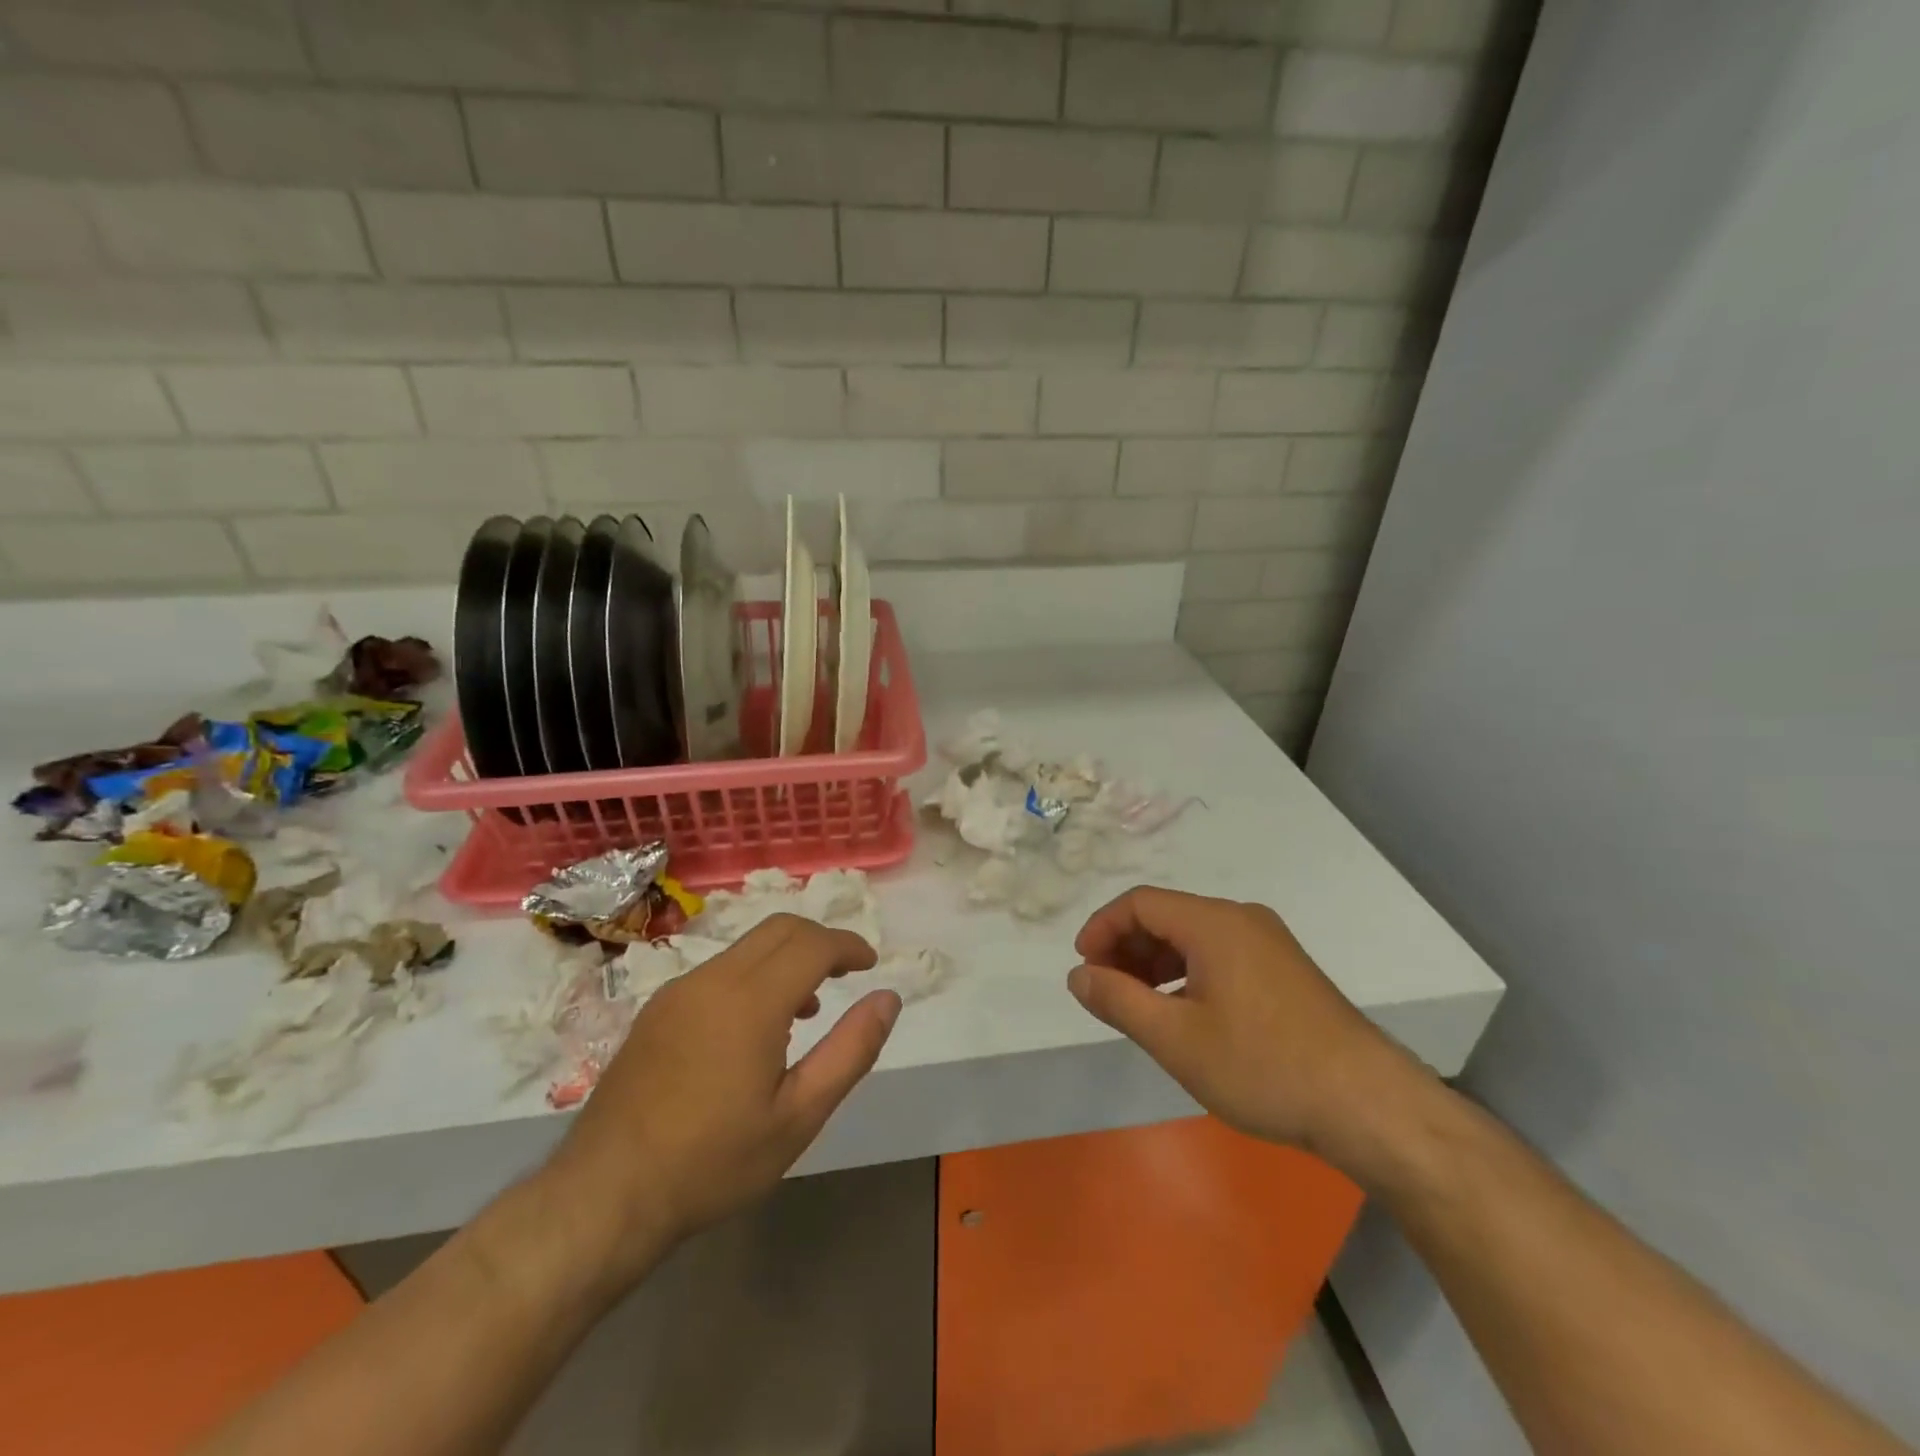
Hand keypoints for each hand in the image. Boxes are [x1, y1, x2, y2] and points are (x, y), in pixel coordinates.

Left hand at [543, 914, 900, 1284]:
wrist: (605, 1195)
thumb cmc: (713, 1161)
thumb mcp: (799, 1115)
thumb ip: (851, 1050)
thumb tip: (888, 998)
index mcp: (751, 1000)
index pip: (812, 943)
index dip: (848, 946)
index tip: (869, 965)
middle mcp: (713, 979)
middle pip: (779, 929)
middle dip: (819, 940)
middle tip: (845, 974)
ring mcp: (678, 991)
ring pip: (746, 947)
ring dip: (786, 958)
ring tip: (807, 1009)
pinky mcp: (656, 1009)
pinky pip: (718, 970)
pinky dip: (753, 975)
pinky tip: (754, 1029)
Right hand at [1068, 886, 1426, 1173]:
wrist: (1367, 1105)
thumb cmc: (1262, 1066)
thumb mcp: (1176, 1038)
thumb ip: (1118, 1000)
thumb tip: (1078, 975)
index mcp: (1214, 922)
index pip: (1139, 902)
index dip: (1102, 928)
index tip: (1084, 969)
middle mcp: (1242, 919)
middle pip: (1166, 916)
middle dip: (1126, 948)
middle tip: (1105, 992)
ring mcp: (1268, 943)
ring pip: (1193, 937)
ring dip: (1155, 962)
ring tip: (1138, 1007)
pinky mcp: (1285, 970)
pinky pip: (1219, 955)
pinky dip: (1187, 973)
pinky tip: (1183, 1014)